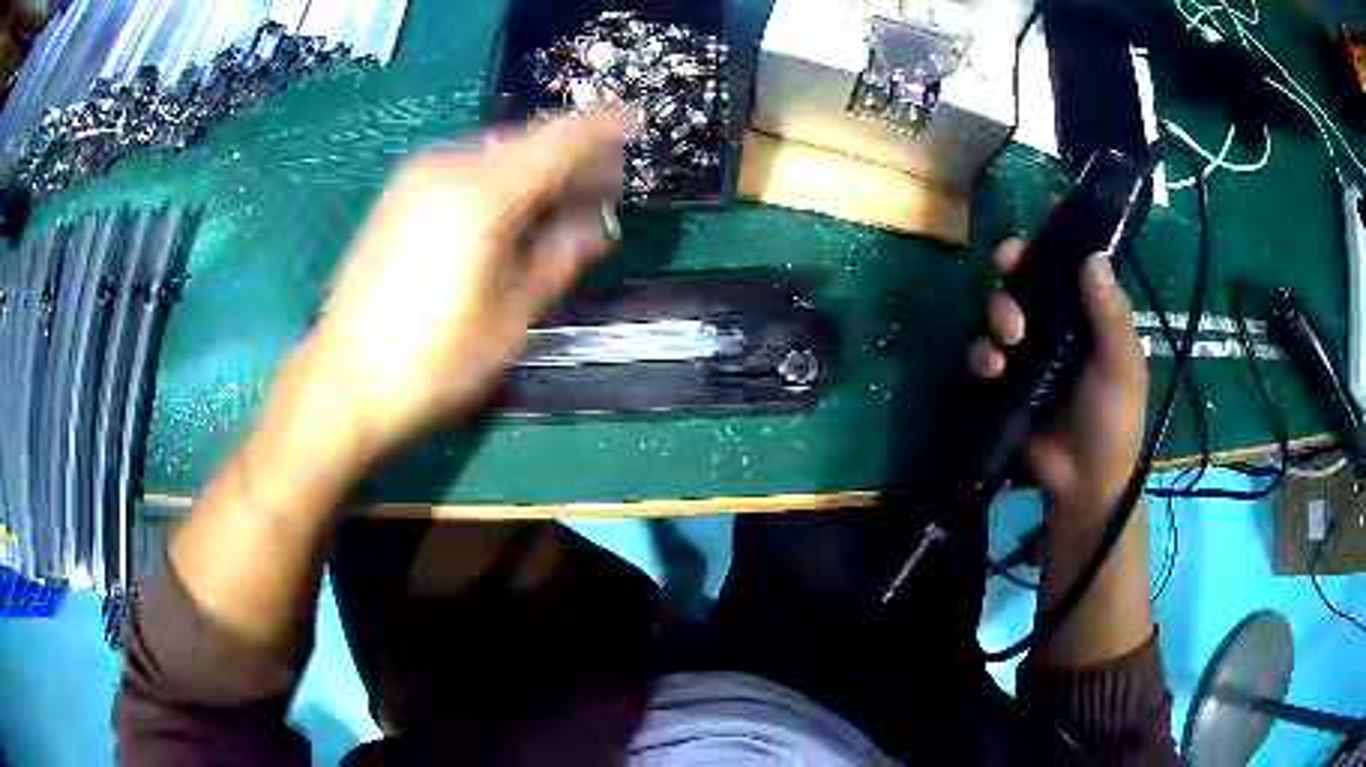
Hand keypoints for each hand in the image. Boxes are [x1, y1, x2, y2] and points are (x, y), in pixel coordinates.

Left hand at [288, 111, 626, 463]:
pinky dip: (498, 180)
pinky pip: (466, 169)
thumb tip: (595, 225)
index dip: (604, 129)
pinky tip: (507, 215)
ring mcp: (417, 176)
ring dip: (534, 171)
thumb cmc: (433, 362)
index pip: (561, 138)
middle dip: (570, 160)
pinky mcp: (399, 193)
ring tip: (556, 209)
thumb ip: (559, 257)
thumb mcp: (511, 318)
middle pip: (527, 141)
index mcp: (482, 195)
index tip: (635, 128)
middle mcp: (447, 167)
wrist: (344, 380)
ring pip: (496, 153)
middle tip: (598, 194)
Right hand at [969, 239, 1147, 532]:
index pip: (1077, 262)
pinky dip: (982, 353)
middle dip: (1016, 265)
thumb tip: (1092, 255)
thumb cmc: (1114, 421)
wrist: (1083, 483)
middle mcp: (1060, 323)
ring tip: (1009, 337)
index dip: (1063, 234)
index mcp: (1092, 315)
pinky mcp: (1006, 378)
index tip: (1048, 208)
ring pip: (1002, 307)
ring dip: (999, 311)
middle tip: (1010, 265)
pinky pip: (984, 351)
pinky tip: (994, 369)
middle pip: (1031, 275)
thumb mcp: (1122, 366)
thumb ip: (1111, 314)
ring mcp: (1031, 351)